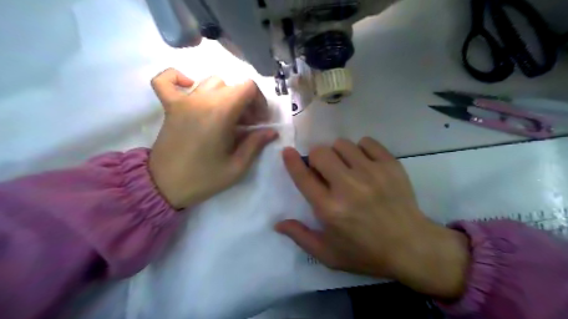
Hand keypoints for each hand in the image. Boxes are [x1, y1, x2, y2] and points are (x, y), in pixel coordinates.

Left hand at [149, 68, 277, 208]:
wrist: (164, 186)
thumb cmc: (203, 178)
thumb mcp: (236, 167)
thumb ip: (255, 144)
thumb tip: (271, 131)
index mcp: (220, 113)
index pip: (248, 87)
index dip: (260, 101)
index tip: (260, 121)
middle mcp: (201, 100)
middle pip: (233, 86)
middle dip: (246, 102)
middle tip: (247, 125)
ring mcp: (183, 101)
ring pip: (211, 82)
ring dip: (225, 95)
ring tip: (227, 115)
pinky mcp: (169, 106)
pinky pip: (166, 80)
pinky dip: (178, 78)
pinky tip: (189, 88)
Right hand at [278, 138, 468, 299]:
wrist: (411, 246)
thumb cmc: (365, 252)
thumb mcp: (328, 254)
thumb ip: (300, 236)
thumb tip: (277, 223)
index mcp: (330, 209)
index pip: (303, 177)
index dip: (291, 161)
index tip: (287, 151)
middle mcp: (348, 187)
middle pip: (321, 153)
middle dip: (316, 158)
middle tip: (325, 171)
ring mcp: (371, 173)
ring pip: (342, 144)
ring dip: (338, 153)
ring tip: (346, 167)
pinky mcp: (390, 165)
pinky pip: (367, 142)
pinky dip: (361, 149)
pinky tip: (364, 163)